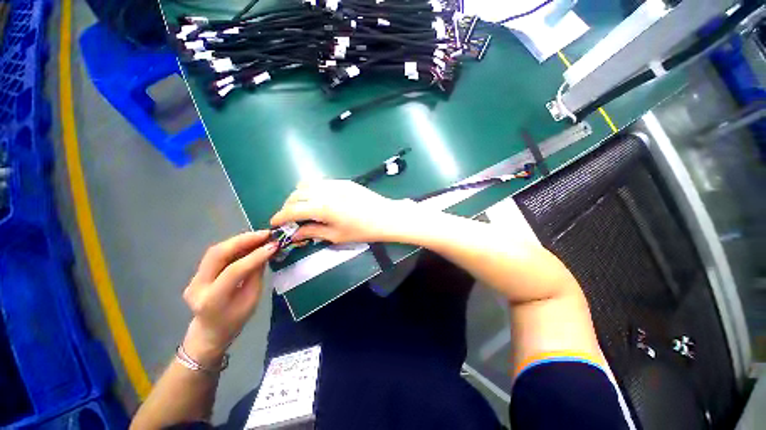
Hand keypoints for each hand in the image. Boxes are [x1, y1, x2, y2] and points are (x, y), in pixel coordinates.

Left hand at [181, 231, 276, 366]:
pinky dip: (235, 246)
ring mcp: (194, 279)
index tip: (274, 245)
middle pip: (217, 255)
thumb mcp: (252, 299)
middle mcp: (197, 287)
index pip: (233, 271)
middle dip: (243, 240)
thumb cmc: (236, 320)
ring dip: (240, 240)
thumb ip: (256, 274)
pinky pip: (216, 254)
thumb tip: (266, 251)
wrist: (210, 332)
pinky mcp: (197, 274)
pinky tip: (250, 242)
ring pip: (215, 251)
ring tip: (260, 235)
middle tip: (265, 234)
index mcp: (212, 300)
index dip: (255, 256)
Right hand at [270, 180, 414, 243]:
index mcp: (322, 207)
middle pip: (296, 194)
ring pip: (306, 185)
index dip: (280, 217)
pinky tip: (319, 201)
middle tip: (290, 219)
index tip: (274, 223)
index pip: (292, 210)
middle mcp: (324, 191)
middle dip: (288, 206)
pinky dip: (312, 191)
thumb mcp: (336, 235)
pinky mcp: (342, 181)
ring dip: (299, 196)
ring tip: (303, 209)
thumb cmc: (362, 230)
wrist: (386, 216)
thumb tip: (295, 234)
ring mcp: (334, 183)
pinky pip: (320, 182)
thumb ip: (313, 232)